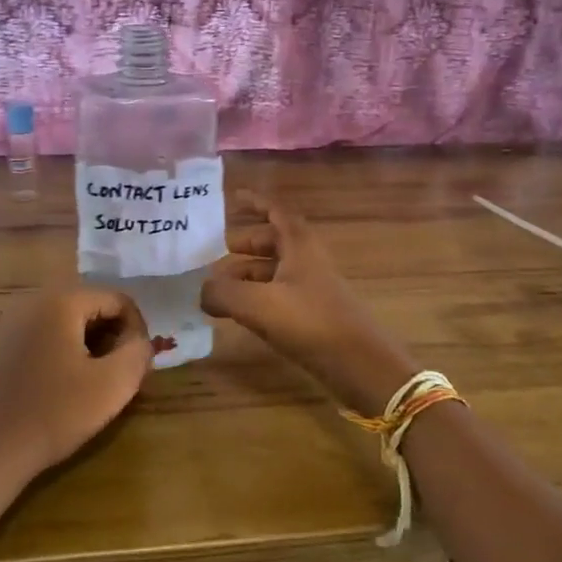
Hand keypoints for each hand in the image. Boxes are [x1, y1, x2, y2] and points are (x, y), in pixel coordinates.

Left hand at [0, 288, 160, 479]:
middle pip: (93, 307)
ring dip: (92, 346)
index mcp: (61, 300)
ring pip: (71, 322)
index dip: (137, 330)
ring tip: (97, 383)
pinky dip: (68, 352)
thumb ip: (139, 352)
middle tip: (121, 374)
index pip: (118, 299)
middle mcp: (34, 300)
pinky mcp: (4, 344)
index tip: (139, 364)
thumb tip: (141, 341)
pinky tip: (68, 386)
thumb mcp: (113, 384)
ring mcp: (14, 321)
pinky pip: (49, 335)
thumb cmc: (54, 413)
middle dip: (114, 337)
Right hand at [201, 194, 415, 415]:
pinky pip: (279, 294)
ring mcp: (312, 287)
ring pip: (274, 270)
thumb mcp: (257, 304)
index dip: (255, 202)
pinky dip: (257, 296)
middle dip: (245, 244)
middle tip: (215, 253)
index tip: (233, 198)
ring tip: (217, 288)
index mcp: (299, 245)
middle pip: (273, 241)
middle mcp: (307, 260)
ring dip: (247, 273)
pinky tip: (239, 312)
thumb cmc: (309, 322)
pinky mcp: (313, 314)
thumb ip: (223, 292)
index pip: (276, 212)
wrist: (359, 364)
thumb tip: (202, 291)